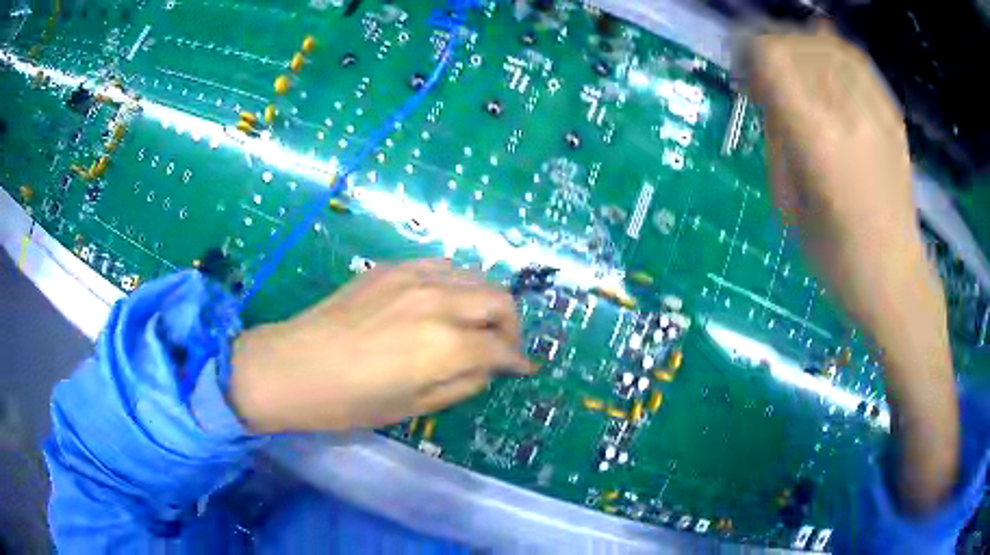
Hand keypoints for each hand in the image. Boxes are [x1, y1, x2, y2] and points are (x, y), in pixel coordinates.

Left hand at [229, 259, 532, 432]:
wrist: (293, 366)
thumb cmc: (350, 401)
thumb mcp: (414, 406)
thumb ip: (462, 384)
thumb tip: (487, 368)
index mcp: (446, 345)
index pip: (501, 347)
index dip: (517, 361)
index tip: (523, 369)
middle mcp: (439, 301)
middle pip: (499, 299)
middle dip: (511, 325)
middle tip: (501, 347)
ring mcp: (414, 277)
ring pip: (474, 275)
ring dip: (485, 300)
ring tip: (475, 323)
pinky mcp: (391, 267)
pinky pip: (441, 266)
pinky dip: (456, 283)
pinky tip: (443, 302)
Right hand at [740, 22, 923, 333]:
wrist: (895, 276)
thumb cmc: (835, 256)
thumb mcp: (788, 202)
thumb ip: (777, 137)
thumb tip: (765, 88)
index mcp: (816, 141)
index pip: (772, 58)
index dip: (749, 54)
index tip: (744, 73)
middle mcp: (847, 113)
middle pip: (796, 43)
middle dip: (771, 49)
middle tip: (766, 74)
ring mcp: (875, 110)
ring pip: (825, 44)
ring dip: (800, 47)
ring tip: (794, 68)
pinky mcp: (892, 114)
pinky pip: (856, 59)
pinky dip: (833, 51)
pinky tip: (825, 65)